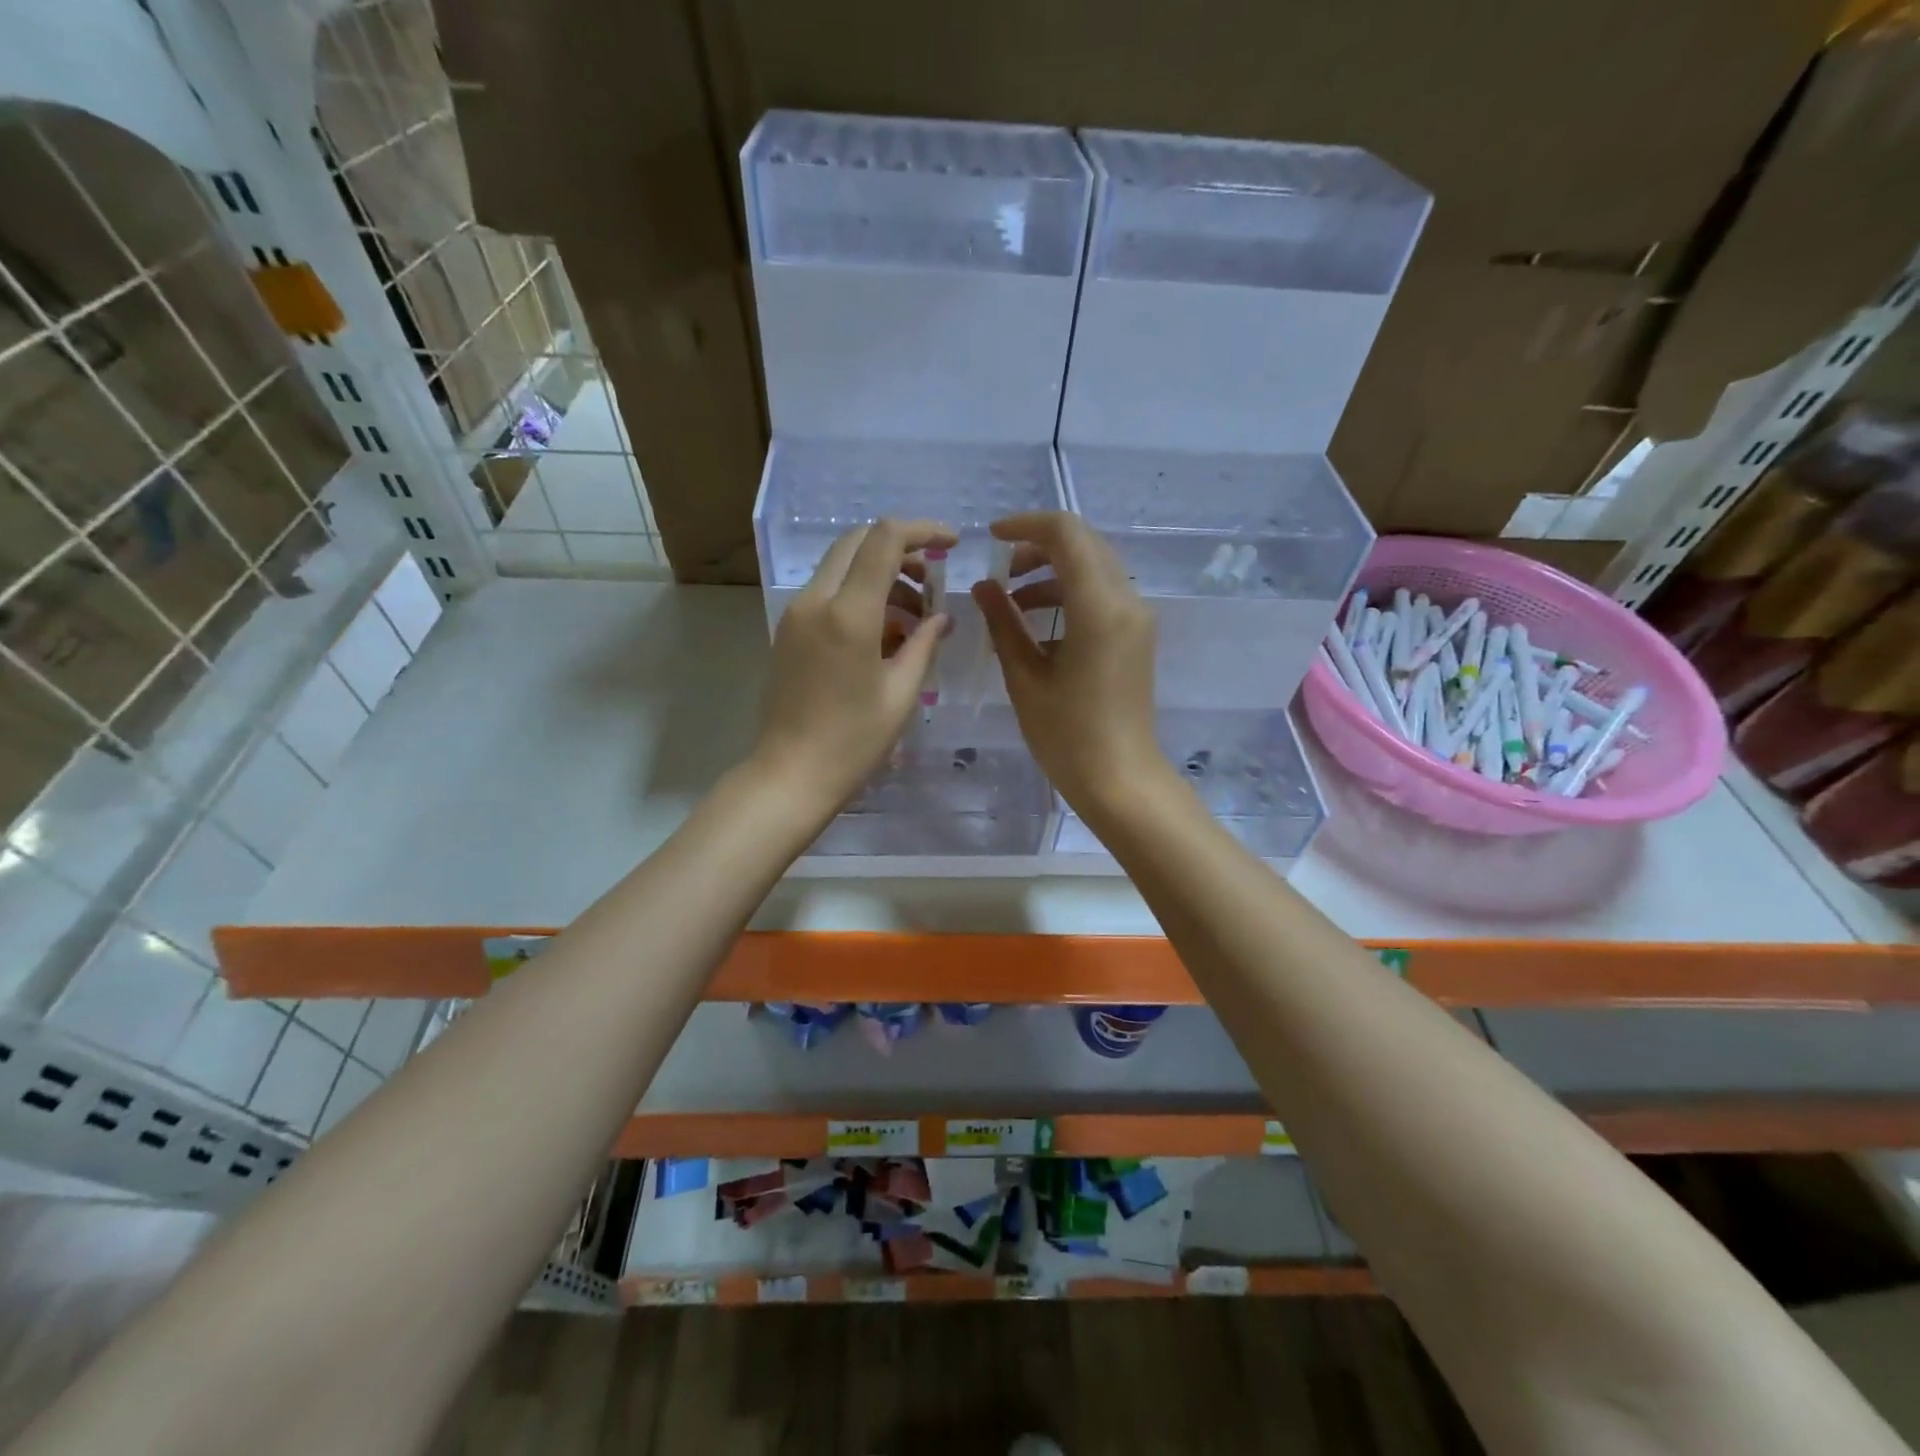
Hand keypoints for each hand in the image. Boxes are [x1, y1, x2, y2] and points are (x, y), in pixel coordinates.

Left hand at [751, 519, 954, 820]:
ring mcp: (796, 614)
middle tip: (932, 579)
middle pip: (857, 542)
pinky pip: (828, 593)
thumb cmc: (853, 742)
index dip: (923, 531)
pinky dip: (859, 595)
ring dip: (880, 574)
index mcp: (848, 613)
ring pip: (841, 566)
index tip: (952, 543)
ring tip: (915, 616)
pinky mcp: (788, 631)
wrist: (790, 775)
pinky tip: (885, 633)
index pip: (884, 540)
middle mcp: (815, 601)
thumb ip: (924, 644)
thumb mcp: (900, 694)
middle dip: (901, 549)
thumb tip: (940, 617)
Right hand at [972, 512, 1168, 817]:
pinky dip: (1069, 594)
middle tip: (1000, 573)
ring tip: (1010, 603)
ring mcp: (1137, 618)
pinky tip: (1037, 625)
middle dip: (1038, 547)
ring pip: (1094, 567)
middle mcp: (1127, 600)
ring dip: (1052, 572)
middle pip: (1084, 544)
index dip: (1025, 526)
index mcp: (1099, 606)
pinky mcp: (1136, 636)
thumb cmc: (1067, 735)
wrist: (1120, 779)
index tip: (990, 539)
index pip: (1066, 533)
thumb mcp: (1025, 677)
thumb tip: (983, 587)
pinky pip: (1102, 595)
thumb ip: (1003, 622)